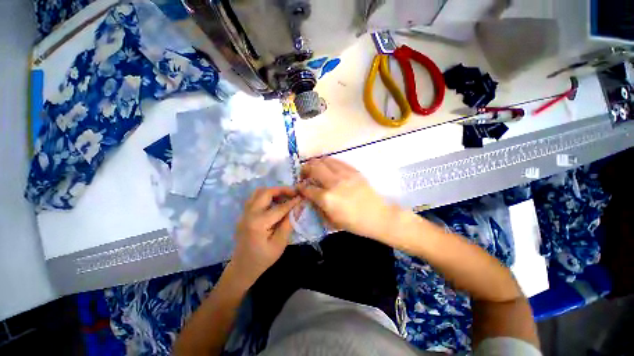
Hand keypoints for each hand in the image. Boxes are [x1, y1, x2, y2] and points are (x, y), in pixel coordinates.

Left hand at [231, 187, 300, 284]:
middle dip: (281, 190)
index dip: (292, 202)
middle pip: (265, 192)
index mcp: (258, 223)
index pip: (279, 207)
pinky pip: (255, 198)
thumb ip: (288, 223)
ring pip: (258, 192)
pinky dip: (266, 196)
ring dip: (272, 192)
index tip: (302, 196)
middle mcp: (249, 214)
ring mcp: (244, 213)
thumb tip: (298, 208)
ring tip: (285, 197)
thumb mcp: (280, 244)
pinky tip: (275, 203)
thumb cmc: (263, 259)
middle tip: (293, 193)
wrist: (242, 268)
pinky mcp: (244, 214)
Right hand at [298, 157, 399, 241]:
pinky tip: (328, 168)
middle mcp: (334, 183)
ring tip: (315, 168)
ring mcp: (344, 175)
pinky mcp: (353, 171)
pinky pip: (337, 161)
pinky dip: (329, 163)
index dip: (300, 187)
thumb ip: (318, 207)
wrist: (378, 216)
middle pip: (314, 167)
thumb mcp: (331, 221)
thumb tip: (310, 197)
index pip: (307, 188)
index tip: (299, 186)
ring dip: (316, 163)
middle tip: (304, 174)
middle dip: (305, 169)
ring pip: (325, 160)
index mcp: (327, 198)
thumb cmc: (354, 223)